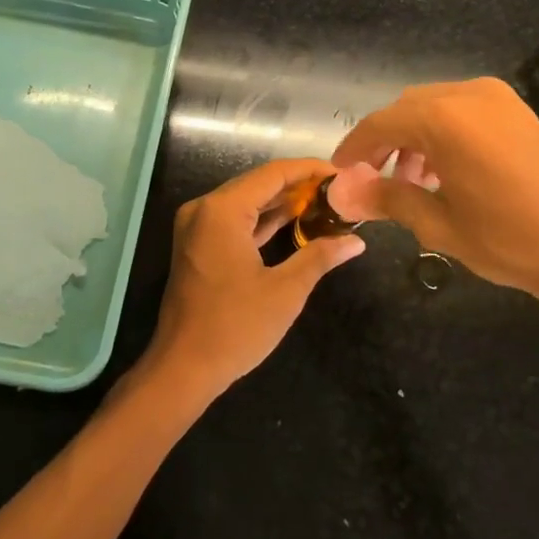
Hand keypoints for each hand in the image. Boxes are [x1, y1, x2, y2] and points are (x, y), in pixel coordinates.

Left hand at [141, 158, 366, 401]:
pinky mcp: (197, 245)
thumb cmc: (235, 327)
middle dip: (298, 186)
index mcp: (221, 210)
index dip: (309, 170)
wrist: (183, 368)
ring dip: (282, 203)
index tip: (342, 173)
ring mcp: (197, 227)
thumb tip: (356, 241)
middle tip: (339, 190)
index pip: (272, 174)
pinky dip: (263, 221)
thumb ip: (320, 257)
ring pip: (247, 202)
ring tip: (325, 203)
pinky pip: (235, 221)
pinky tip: (295, 222)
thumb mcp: (285, 291)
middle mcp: (204, 209)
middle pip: (258, 184)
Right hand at [328, 77, 538, 323]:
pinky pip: (465, 111)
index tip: (340, 171)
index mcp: (443, 118)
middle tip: (375, 179)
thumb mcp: (439, 224)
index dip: (355, 148)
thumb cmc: (510, 238)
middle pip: (408, 109)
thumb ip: (388, 199)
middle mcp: (469, 94)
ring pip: (436, 106)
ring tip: (412, 181)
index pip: (380, 123)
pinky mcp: (520, 112)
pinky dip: (444, 133)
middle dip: (386, 141)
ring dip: (415, 136)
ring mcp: (500, 99)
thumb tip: (344, 194)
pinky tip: (447, 171)